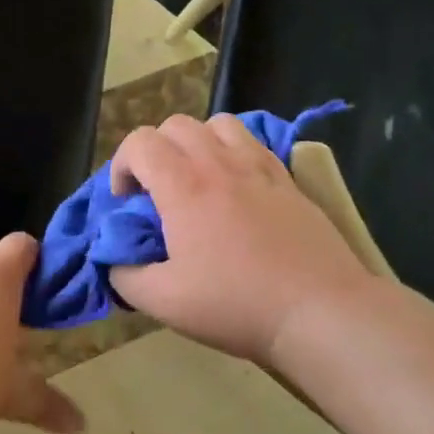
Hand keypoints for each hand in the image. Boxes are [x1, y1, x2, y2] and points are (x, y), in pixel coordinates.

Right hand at [107, 114, 377, 364]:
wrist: (319, 310)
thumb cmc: (236, 304)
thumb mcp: (164, 302)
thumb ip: (126, 277)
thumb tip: (115, 262)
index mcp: (183, 186)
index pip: (139, 142)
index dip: (121, 165)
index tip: (126, 202)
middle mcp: (218, 163)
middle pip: (175, 125)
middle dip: (155, 150)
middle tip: (157, 191)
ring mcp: (258, 166)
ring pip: (217, 123)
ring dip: (197, 142)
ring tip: (197, 178)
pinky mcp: (287, 178)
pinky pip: (253, 142)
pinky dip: (233, 151)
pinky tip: (237, 186)